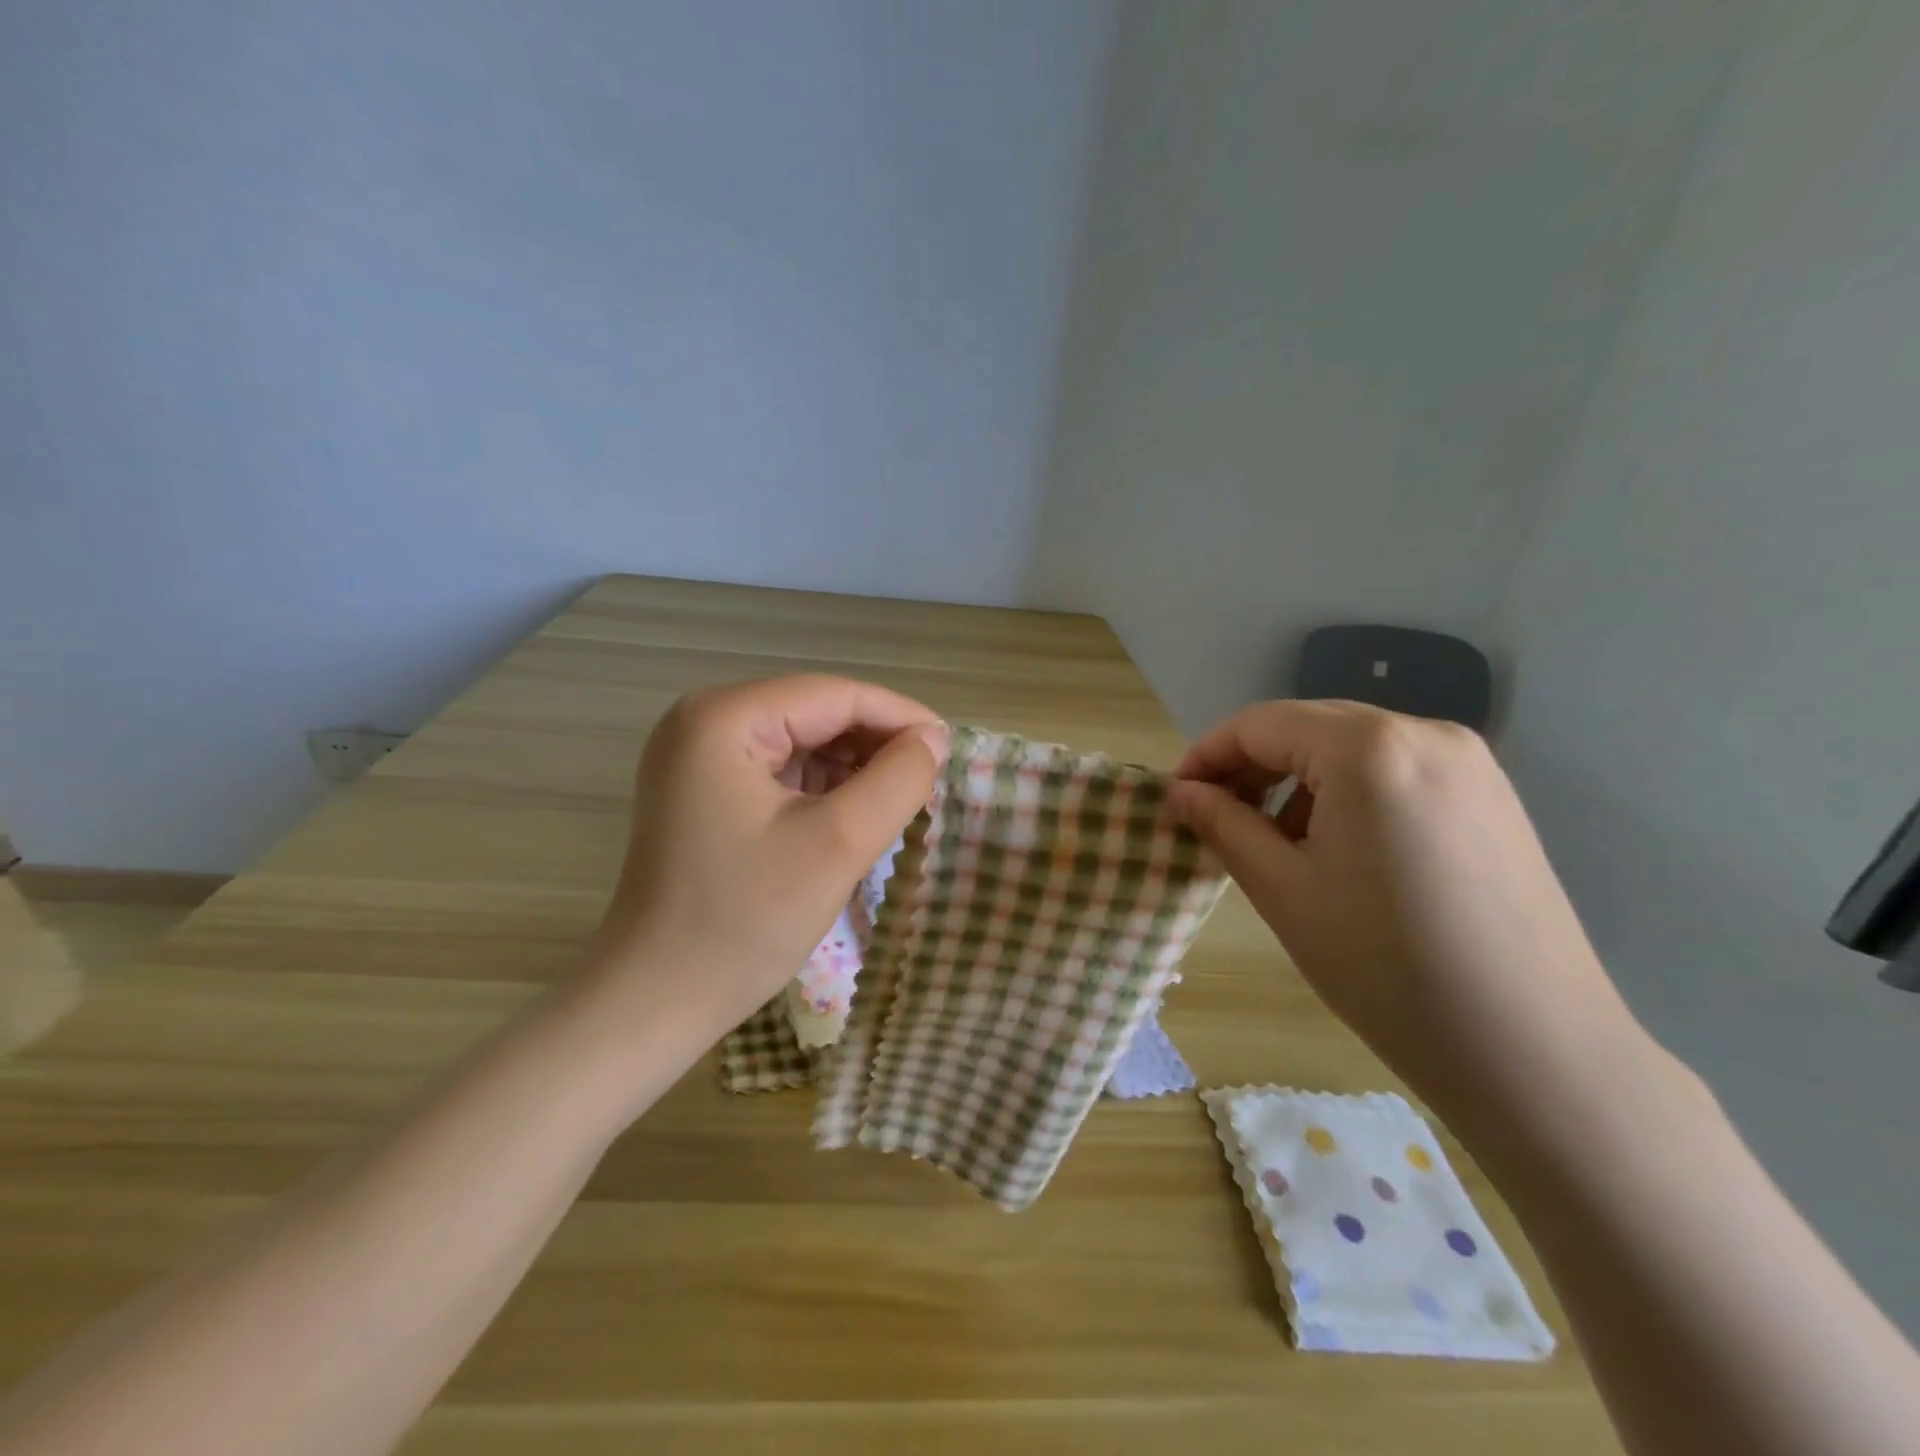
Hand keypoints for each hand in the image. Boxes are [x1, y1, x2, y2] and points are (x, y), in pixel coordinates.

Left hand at [589, 675, 947, 1031]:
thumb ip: (897, 780)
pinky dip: (824, 789)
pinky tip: (855, 816)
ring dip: (853, 769)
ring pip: (802, 742)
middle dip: (875, 746)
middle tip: (928, 783)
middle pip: (816, 714)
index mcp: (724, 718)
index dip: (900, 717)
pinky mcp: (704, 790)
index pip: (834, 695)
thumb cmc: (745, 921)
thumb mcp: (838, 844)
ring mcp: (698, 756)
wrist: (655, 1000)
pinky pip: (781, 771)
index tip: (951, 750)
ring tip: (898, 804)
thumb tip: (934, 738)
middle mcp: (704, 721)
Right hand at [1168, 699, 1646, 1131]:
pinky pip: (1396, 770)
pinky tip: (1341, 848)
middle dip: (1252, 765)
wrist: (1534, 1052)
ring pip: (1352, 747)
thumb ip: (1223, 824)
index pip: (1260, 723)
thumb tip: (1182, 791)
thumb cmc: (1385, 967)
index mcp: (1368, 748)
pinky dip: (1349, 792)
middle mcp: (1425, 733)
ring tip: (1278, 841)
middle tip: (1216, 817)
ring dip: (1299, 779)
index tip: (1178, 797)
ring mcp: (1470, 763)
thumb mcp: (1282, 889)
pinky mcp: (1492, 797)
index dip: (1207, 754)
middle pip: (1308, 726)